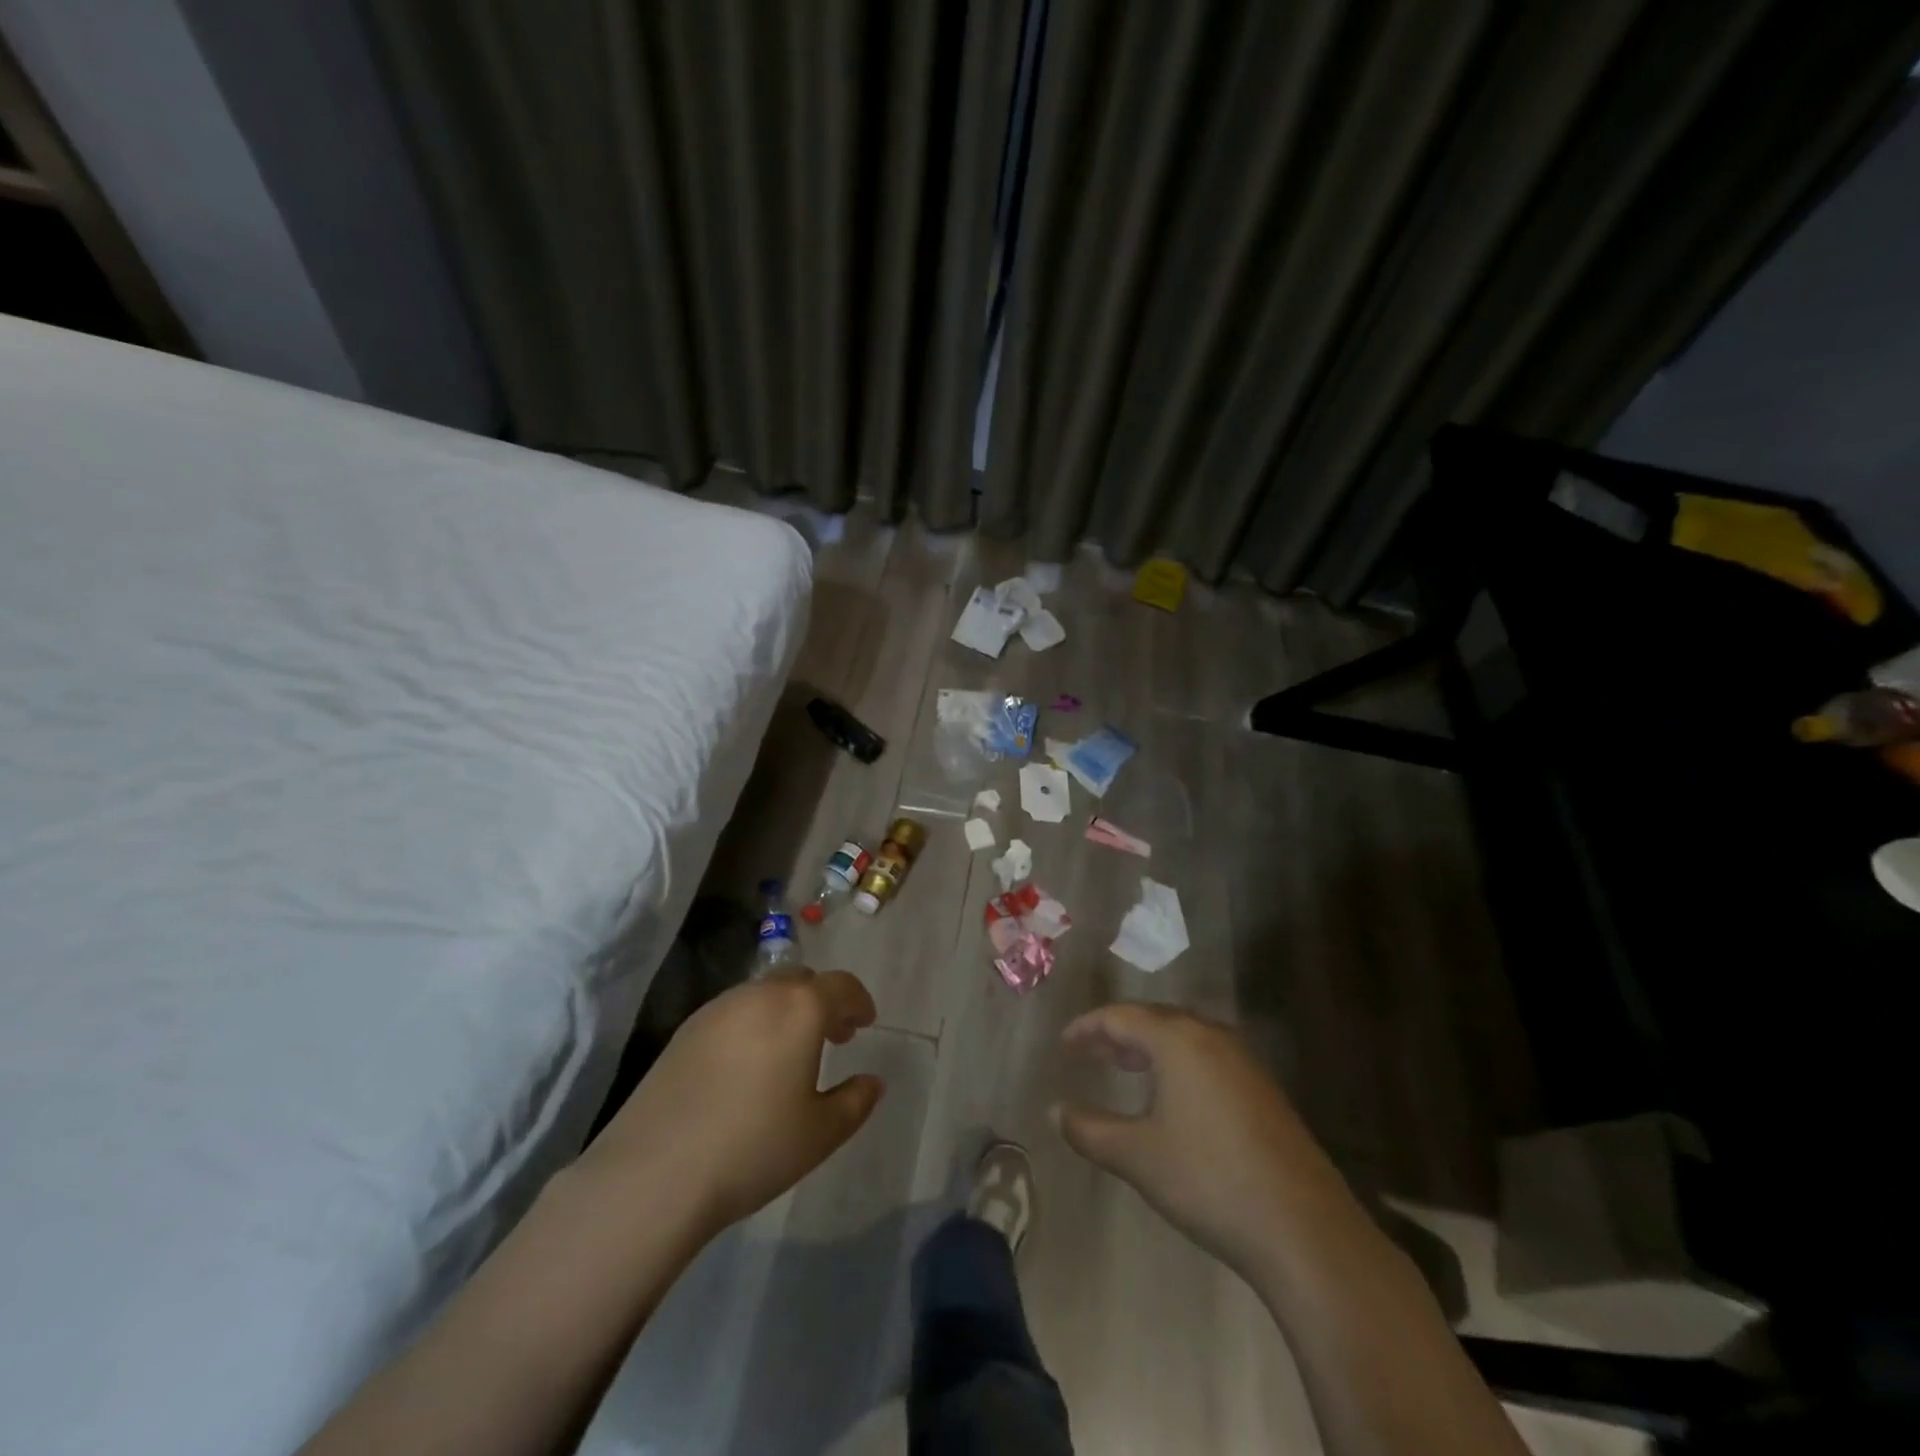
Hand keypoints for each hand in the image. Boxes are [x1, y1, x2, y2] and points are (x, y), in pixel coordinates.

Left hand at [576, 969, 884, 1237]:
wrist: (655, 1174)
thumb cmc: (753, 1148)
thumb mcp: (819, 1134)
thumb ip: (855, 1102)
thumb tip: (873, 1082)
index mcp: (800, 1008)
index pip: (841, 986)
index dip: (858, 1001)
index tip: (865, 1022)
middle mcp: (760, 994)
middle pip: (801, 980)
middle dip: (822, 1001)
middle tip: (833, 1036)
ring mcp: (718, 1008)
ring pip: (765, 993)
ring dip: (786, 1010)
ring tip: (790, 1052)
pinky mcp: (685, 1029)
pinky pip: (734, 1011)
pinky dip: (754, 1023)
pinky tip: (748, 1064)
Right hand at [1054, 1003, 1339, 1276]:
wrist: (1303, 1228)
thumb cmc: (1208, 1180)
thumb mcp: (1137, 1156)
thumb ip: (1089, 1129)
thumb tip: (1055, 1111)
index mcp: (1177, 1040)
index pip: (1121, 1016)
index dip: (1088, 1027)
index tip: (1064, 1043)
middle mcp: (1211, 1037)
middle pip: (1155, 1018)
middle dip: (1119, 1032)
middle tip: (1091, 1052)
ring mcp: (1243, 1062)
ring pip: (1185, 1036)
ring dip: (1150, 1047)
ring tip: (1125, 1067)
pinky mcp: (1263, 1090)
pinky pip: (1208, 1056)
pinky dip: (1179, 1063)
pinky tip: (1173, 1097)